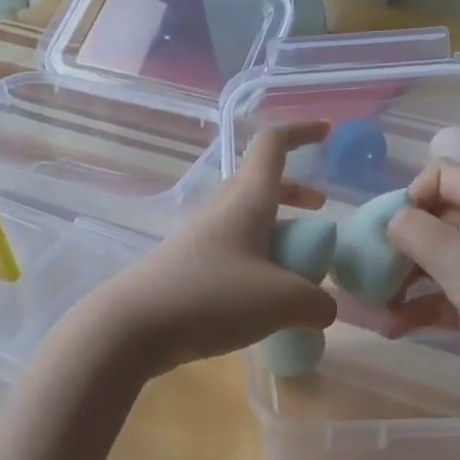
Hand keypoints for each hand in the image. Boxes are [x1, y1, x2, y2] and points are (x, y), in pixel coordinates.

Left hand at [87, 122, 337, 377]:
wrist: (132, 327)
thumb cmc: (211, 298)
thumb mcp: (281, 302)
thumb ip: (316, 303)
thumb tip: (324, 309)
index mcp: (246, 201)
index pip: (272, 145)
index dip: (301, 131)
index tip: (327, 133)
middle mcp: (222, 211)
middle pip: (260, 183)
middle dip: (294, 190)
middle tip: (319, 211)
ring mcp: (200, 239)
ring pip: (246, 219)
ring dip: (276, 229)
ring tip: (298, 264)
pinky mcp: (187, 269)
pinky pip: (233, 253)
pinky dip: (258, 262)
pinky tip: (264, 300)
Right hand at [378, 159, 459, 406]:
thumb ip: (418, 233)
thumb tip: (389, 221)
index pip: (445, 176)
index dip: (415, 192)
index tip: (392, 225)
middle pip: (433, 221)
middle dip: (398, 241)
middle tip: (369, 266)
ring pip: (431, 263)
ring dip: (399, 279)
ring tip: (370, 302)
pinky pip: (438, 299)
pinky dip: (413, 310)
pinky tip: (388, 327)